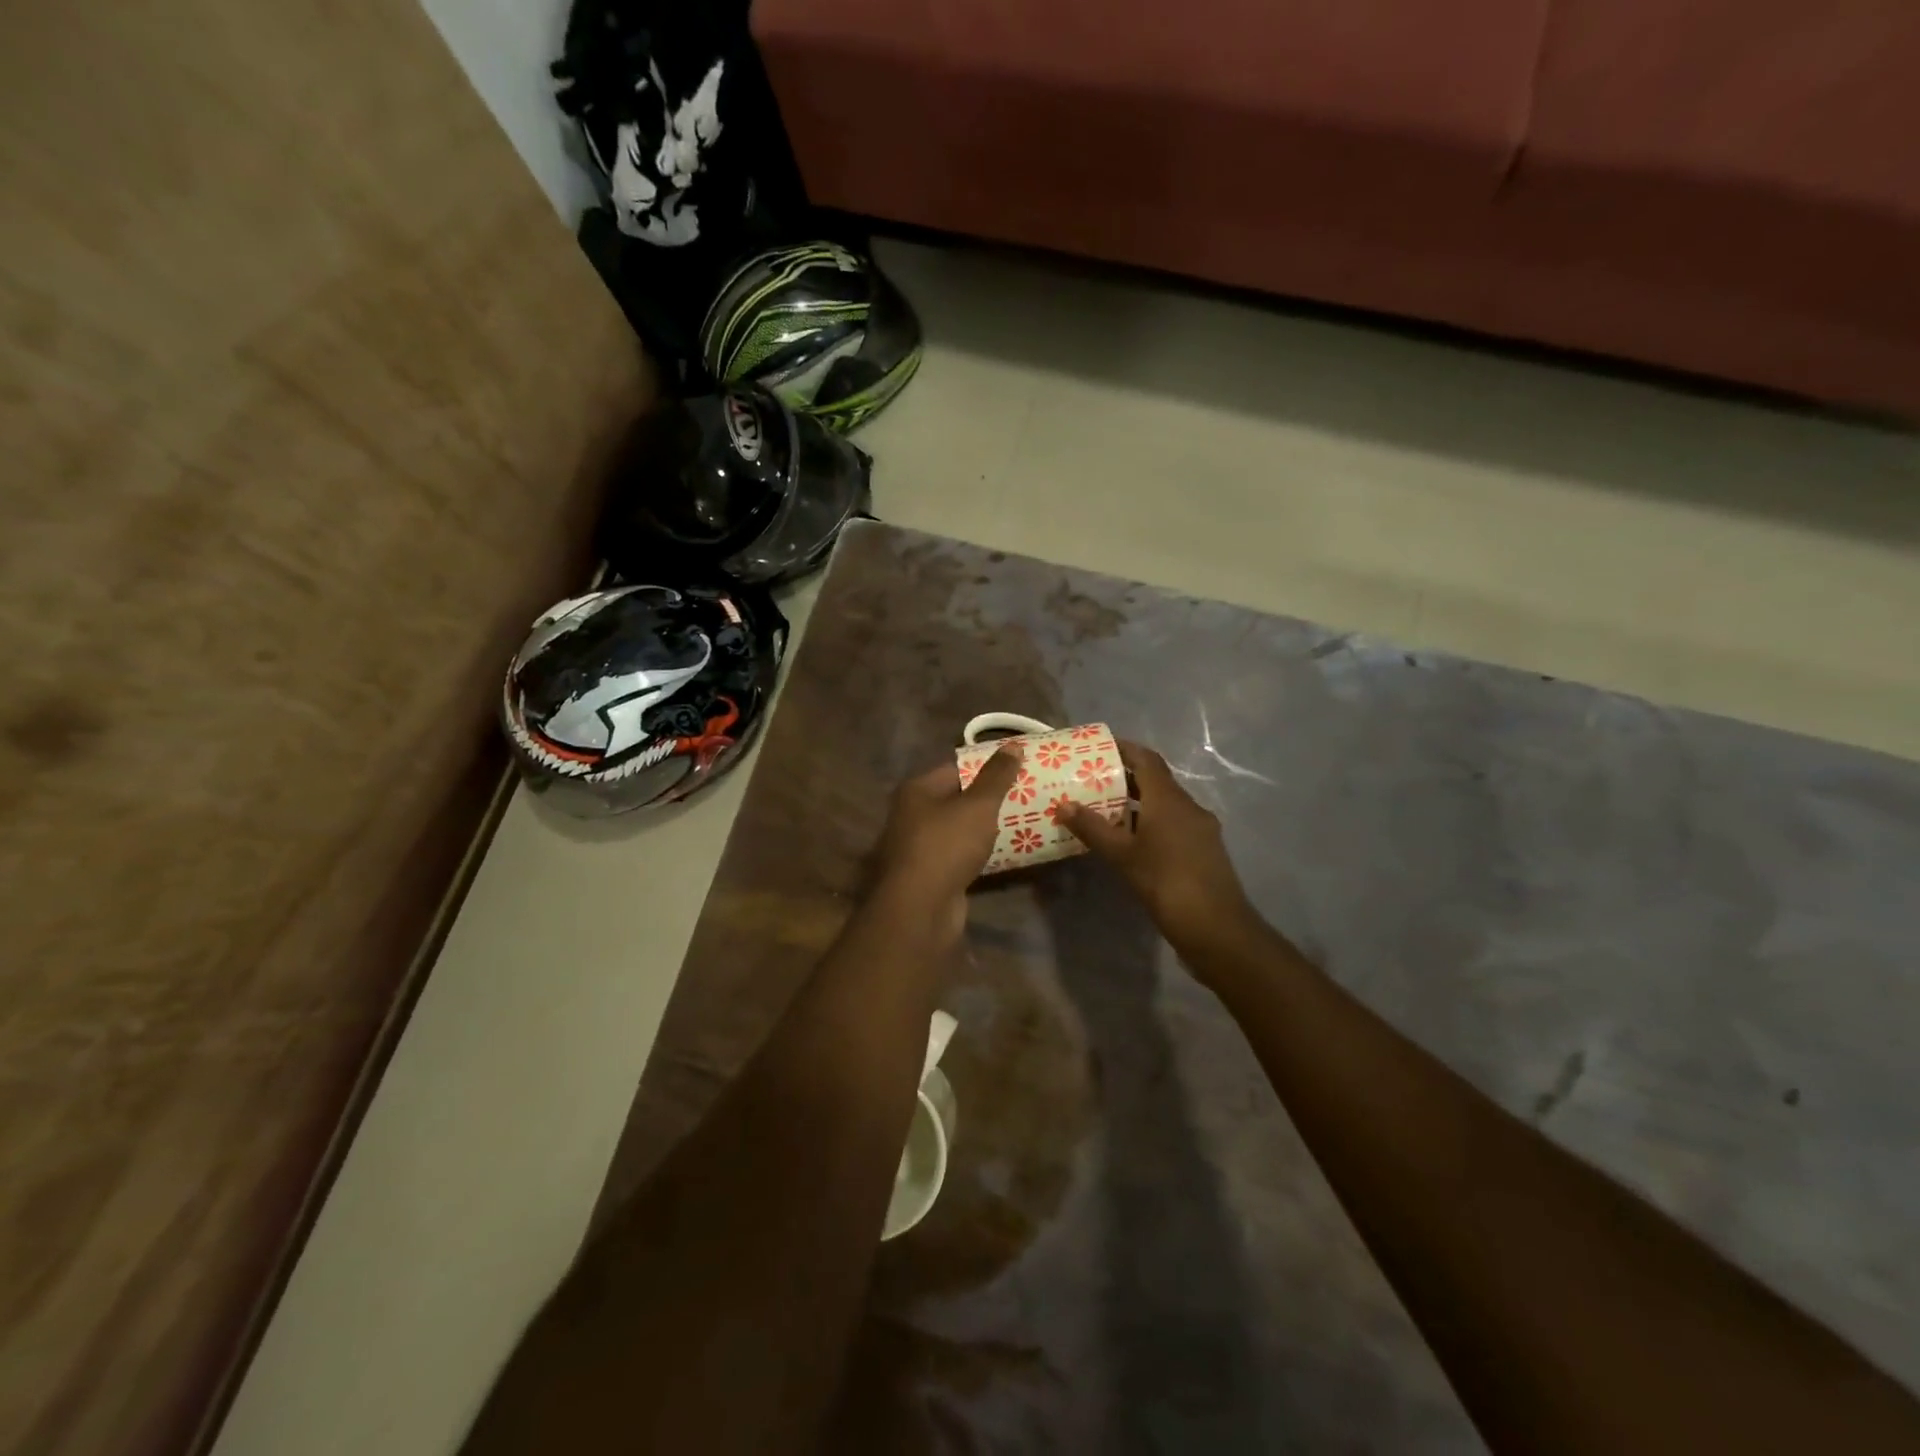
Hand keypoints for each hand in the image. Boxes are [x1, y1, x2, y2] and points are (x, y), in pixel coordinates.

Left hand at [871, 746, 1023, 941]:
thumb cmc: (946, 845)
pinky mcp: (929, 875)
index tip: (1018, 767)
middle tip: (1026, 794)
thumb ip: (997, 776)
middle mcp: (912, 815)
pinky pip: (960, 856)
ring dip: (986, 828)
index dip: (987, 766)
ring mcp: (918, 847)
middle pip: (957, 799)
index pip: (956, 768)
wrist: (920, 908)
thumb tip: (1013, 745)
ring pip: (959, 830)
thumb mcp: (978, 806)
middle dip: (989, 798)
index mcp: (917, 790)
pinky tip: (1006, 853)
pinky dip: (980, 853)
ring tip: (1024, 821)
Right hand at [1062, 740, 1256, 951]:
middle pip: (1156, 781)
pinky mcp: (1205, 849)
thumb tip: (1063, 805)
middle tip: (1093, 781)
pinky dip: (1152, 823)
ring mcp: (1201, 828)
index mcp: (1169, 799)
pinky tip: (1133, 842)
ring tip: (1106, 811)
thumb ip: (1092, 828)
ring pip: (1166, 805)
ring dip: (1139, 804)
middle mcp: (1188, 806)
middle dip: (1126, 778)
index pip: (1146, 759)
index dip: (1124, 749)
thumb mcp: (1121, 855)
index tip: (1098, 749)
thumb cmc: (1165, 882)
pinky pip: (1175, 824)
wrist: (1215, 926)